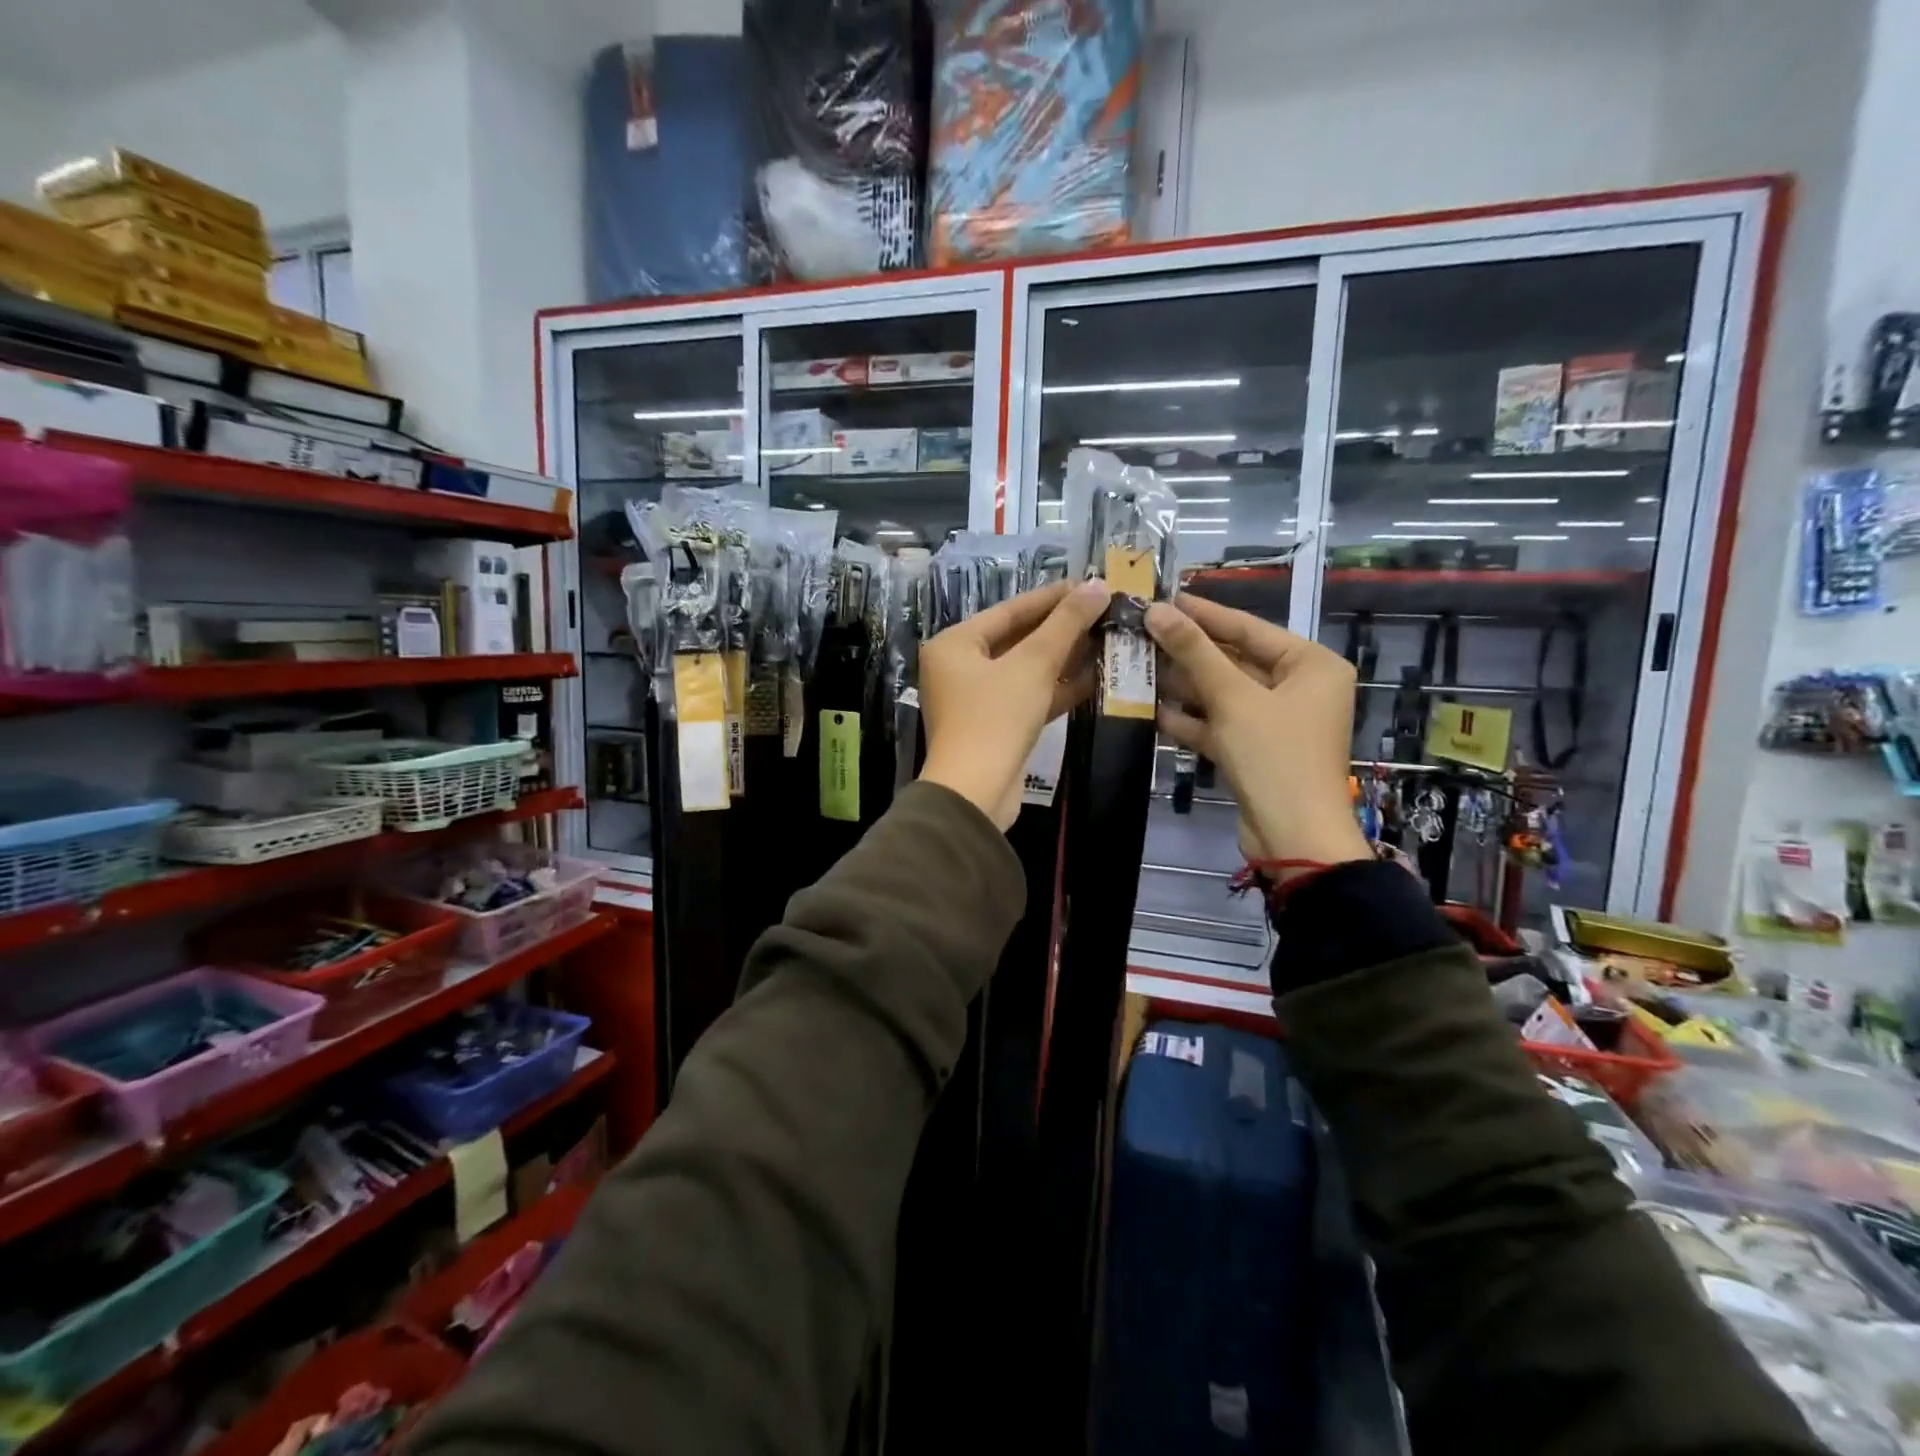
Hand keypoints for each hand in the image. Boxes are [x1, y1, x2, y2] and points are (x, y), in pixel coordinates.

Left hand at [919, 579, 1111, 829]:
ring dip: (1064, 658)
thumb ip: (1065, 624)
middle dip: (1061, 629)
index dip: (1052, 597)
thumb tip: (1098, 586)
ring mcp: (976, 700)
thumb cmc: (995, 717)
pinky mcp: (996, 727)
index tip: (1090, 585)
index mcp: (955, 644)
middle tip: (1104, 612)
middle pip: (1017, 639)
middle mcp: (959, 668)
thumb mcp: (1033, 665)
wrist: (976, 793)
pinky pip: (1029, 697)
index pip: (1009, 610)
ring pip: (1026, 670)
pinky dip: (1057, 688)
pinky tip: (1095, 677)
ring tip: (1107, 640)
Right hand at [1146, 594, 1372, 878]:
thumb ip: (1194, 652)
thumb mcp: (1233, 698)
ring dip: (1183, 685)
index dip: (1203, 614)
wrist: (1293, 838)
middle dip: (1188, 652)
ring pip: (1223, 694)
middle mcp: (1299, 688)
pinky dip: (1191, 719)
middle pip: (1234, 660)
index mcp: (1311, 665)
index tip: (1163, 598)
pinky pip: (1220, 724)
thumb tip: (1156, 610)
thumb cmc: (1274, 756)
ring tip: (1138, 666)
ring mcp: (1277, 722)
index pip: (1249, 628)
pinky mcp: (1256, 750)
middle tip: (1141, 633)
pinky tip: (1152, 709)